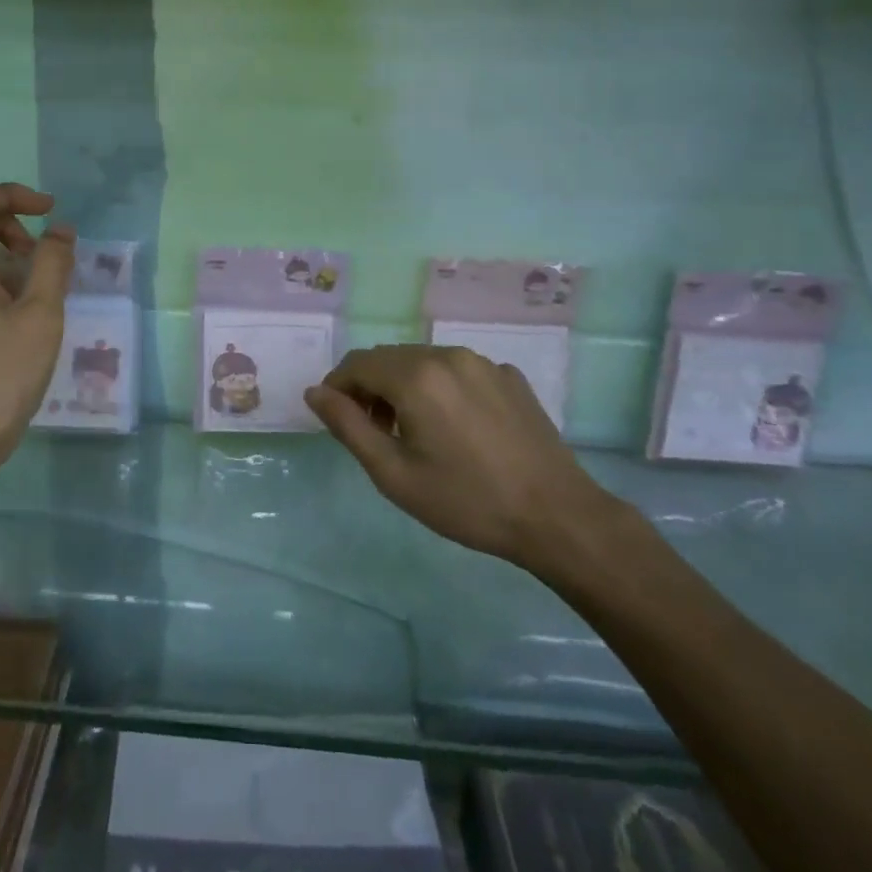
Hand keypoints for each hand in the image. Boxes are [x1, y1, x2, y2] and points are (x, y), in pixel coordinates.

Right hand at [305, 346, 622, 572]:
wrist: (557, 516)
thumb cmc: (466, 501)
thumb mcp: (394, 474)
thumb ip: (348, 426)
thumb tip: (315, 392)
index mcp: (415, 375)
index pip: (357, 364)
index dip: (338, 388)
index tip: (338, 421)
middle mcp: (447, 355)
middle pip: (389, 358)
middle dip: (370, 387)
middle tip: (375, 433)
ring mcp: (483, 362)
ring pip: (423, 361)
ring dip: (404, 386)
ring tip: (414, 431)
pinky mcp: (509, 375)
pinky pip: (458, 370)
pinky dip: (441, 388)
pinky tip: (456, 428)